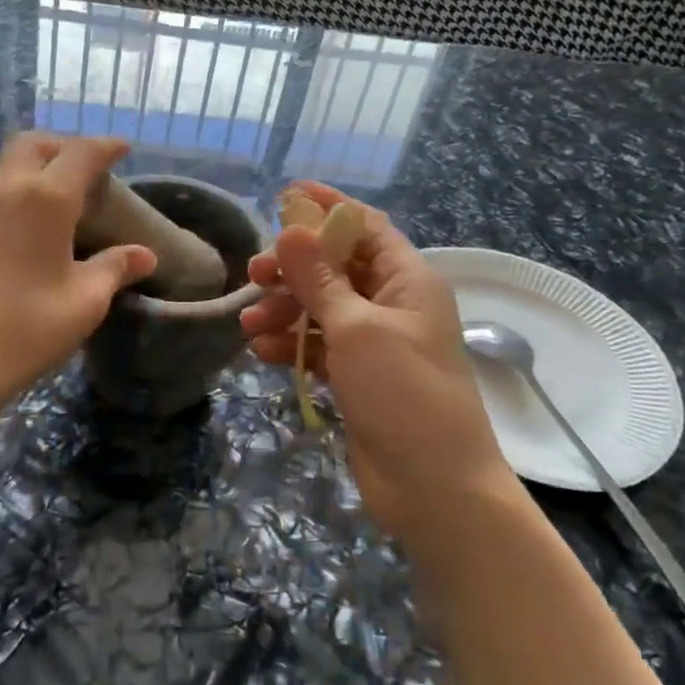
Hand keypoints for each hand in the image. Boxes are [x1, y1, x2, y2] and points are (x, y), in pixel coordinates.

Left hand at [0, 134, 157, 404]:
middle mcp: (7, 189)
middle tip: (85, 167)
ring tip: (57, 196)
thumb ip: (115, 268)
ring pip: (6, 165)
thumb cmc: (29, 326)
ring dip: (35, 166)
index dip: (105, 146)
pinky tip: (24, 226)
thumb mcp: (86, 300)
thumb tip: (144, 255)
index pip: (81, 153)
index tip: (122, 148)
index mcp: (46, 198)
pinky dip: (14, 191)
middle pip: (34, 144)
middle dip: (62, 145)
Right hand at [241, 182, 514, 550]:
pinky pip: (319, 346)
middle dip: (295, 268)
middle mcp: (392, 304)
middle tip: (255, 273)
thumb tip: (293, 228)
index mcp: (407, 281)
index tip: (285, 196)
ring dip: (285, 310)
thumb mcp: (357, 328)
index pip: (366, 227)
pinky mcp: (358, 377)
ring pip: (321, 308)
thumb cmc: (403, 394)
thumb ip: (321, 279)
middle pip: (336, 267)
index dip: (328, 208)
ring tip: (250, 323)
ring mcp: (374, 343)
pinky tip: (264, 352)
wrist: (434, 488)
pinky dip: (293, 345)